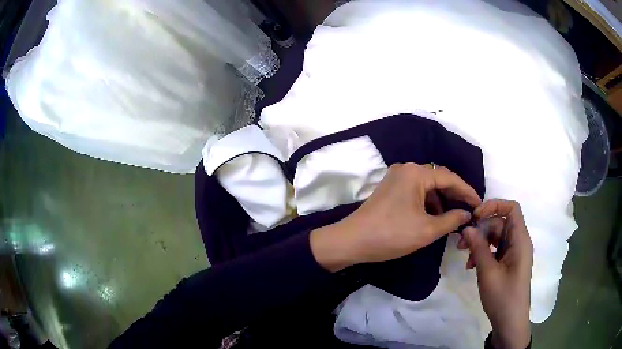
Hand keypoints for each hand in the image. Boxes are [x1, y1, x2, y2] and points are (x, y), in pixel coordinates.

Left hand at [310, 162, 481, 271]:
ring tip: (452, 217)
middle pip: (438, 179)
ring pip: (426, 186)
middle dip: (454, 195)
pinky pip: (415, 191)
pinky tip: (433, 217)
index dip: (467, 191)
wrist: (351, 242)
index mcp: (415, 173)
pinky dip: (427, 203)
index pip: (450, 177)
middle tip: (468, 210)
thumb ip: (451, 220)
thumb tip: (466, 214)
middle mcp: (405, 169)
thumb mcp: (427, 230)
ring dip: (440, 200)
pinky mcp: (389, 189)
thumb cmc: (391, 235)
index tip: (479, 204)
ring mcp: (395, 178)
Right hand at [460, 199, 532, 348]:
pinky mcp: (508, 263)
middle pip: (500, 223)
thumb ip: (478, 247)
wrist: (510, 322)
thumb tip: (468, 227)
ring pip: (496, 237)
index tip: (475, 216)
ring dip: (480, 243)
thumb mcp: (488, 272)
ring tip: (466, 259)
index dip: (494, 206)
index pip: (512, 208)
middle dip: (480, 230)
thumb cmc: (503, 296)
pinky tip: (472, 265)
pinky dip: (483, 253)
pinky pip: (495, 250)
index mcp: (520, 240)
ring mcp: (513, 253)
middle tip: (461, 244)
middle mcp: (518, 242)